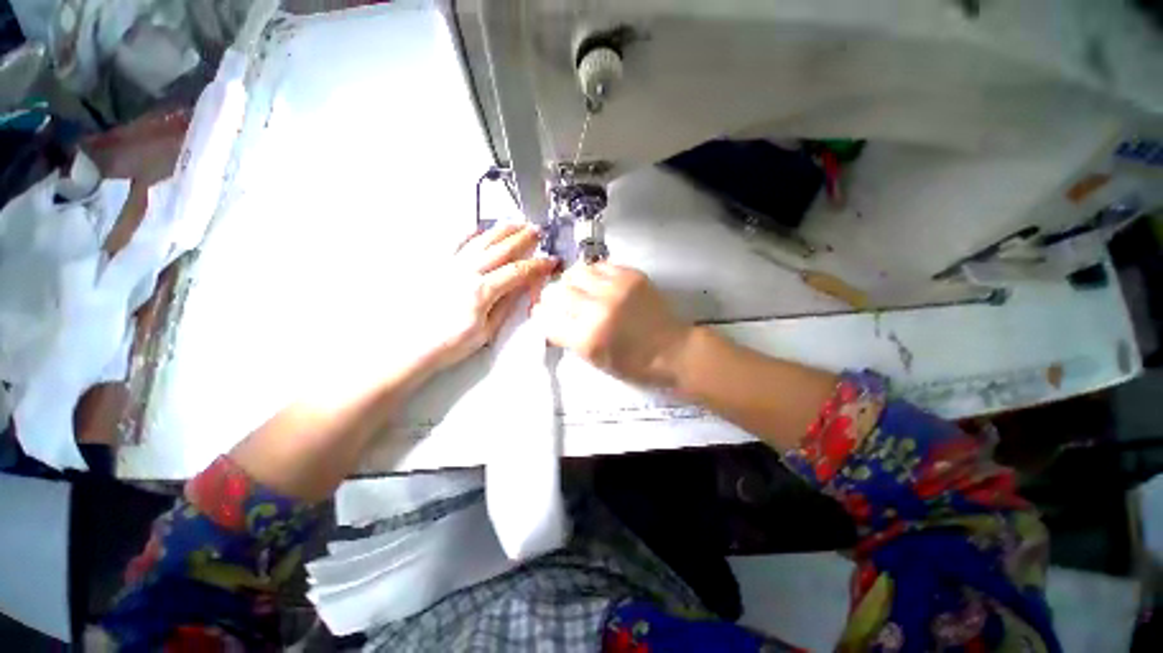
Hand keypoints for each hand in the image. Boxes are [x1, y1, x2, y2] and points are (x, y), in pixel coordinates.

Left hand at [424, 224, 556, 371]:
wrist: (413, 346)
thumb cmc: (452, 343)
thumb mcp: (487, 331)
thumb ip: (506, 305)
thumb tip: (524, 286)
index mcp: (482, 291)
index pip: (517, 271)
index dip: (537, 265)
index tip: (551, 261)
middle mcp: (466, 272)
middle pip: (501, 249)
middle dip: (523, 238)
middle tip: (538, 231)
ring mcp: (451, 266)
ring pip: (481, 241)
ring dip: (501, 230)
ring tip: (516, 223)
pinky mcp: (439, 266)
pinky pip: (455, 243)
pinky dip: (469, 233)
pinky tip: (480, 228)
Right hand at [533, 263, 693, 387]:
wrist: (674, 350)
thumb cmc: (635, 364)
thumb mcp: (596, 361)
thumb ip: (570, 339)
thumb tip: (551, 319)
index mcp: (587, 339)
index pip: (548, 319)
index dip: (541, 315)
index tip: (542, 312)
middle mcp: (597, 310)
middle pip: (559, 292)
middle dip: (554, 297)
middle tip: (561, 301)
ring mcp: (615, 289)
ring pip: (576, 272)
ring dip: (571, 281)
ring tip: (578, 288)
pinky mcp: (631, 276)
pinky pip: (600, 265)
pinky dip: (593, 273)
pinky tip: (597, 282)